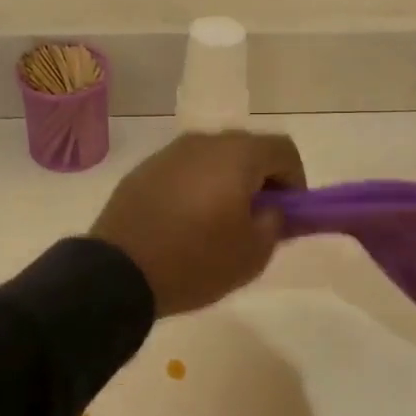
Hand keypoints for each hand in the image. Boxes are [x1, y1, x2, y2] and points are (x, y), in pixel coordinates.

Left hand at [91, 131, 306, 316]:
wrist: (119, 273)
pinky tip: (185, 222)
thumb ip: (276, 223)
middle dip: (261, 180)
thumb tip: (272, 209)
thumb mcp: (253, 254)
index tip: (289, 213)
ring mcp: (168, 154)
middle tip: (257, 219)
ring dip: (226, 182)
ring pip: (212, 159)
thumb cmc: (195, 262)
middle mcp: (203, 142)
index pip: (283, 149)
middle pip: (247, 150)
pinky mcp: (142, 171)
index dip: (296, 180)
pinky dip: (195, 188)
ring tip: (219, 223)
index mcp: (237, 155)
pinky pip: (183, 172)